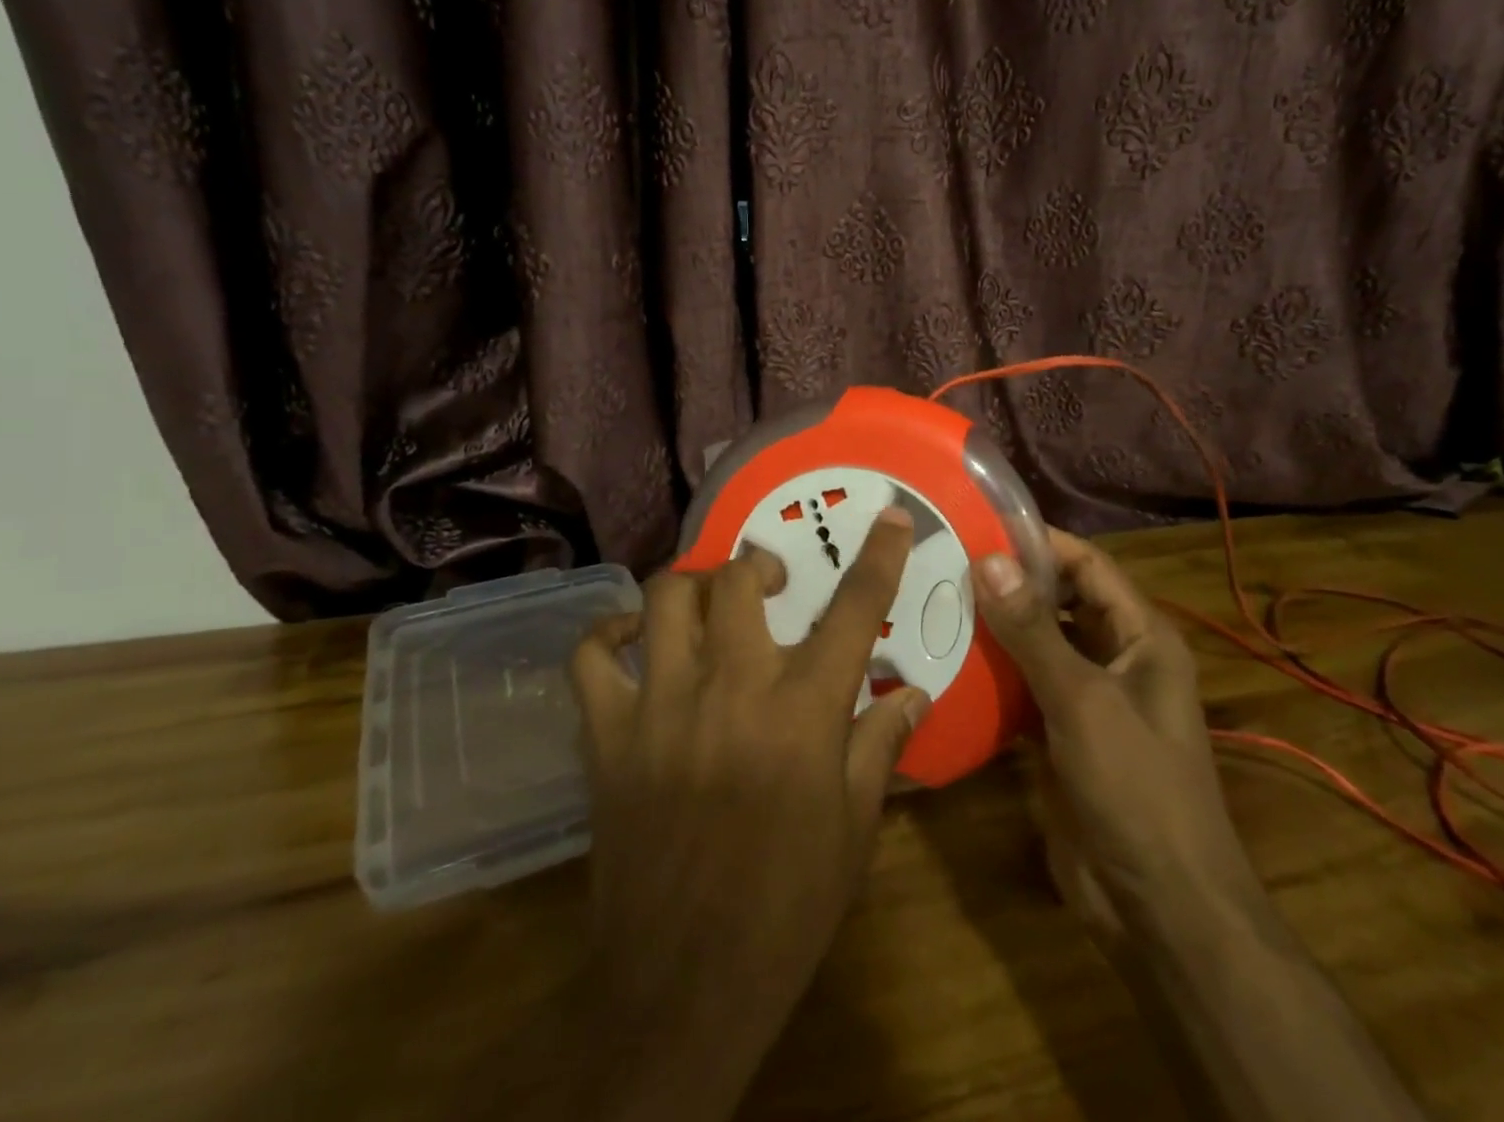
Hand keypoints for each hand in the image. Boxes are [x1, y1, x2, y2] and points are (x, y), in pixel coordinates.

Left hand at [566, 507, 930, 1121]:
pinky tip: (631, 638)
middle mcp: (730, 690)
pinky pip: (591, 657)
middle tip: (770, 584)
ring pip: (664, 600)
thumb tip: (913, 693)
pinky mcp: (607, 736)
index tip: (890, 517)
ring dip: (692, 586)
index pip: (853, 611)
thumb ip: (880, 746)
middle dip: (759, 566)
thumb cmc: (786, 908)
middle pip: (737, 582)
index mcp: (802, 712)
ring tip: (708, 601)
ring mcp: (660, 707)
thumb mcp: (854, 830)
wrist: (683, 986)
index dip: (879, 557)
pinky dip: (608, 633)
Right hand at [971, 529, 1256, 950]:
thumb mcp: (1082, 700)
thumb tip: (988, 558)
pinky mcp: (1059, 735)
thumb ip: (1033, 630)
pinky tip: (944, 659)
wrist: (1158, 907)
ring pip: (1036, 645)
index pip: (1088, 566)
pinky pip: (1021, 688)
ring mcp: (1086, 699)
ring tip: (933, 600)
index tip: (980, 524)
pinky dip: (990, 674)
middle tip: (944, 561)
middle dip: (1009, 583)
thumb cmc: (1135, 788)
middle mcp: (1116, 658)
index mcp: (1141, 637)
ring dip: (994, 627)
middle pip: (1059, 602)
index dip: (1040, 542)